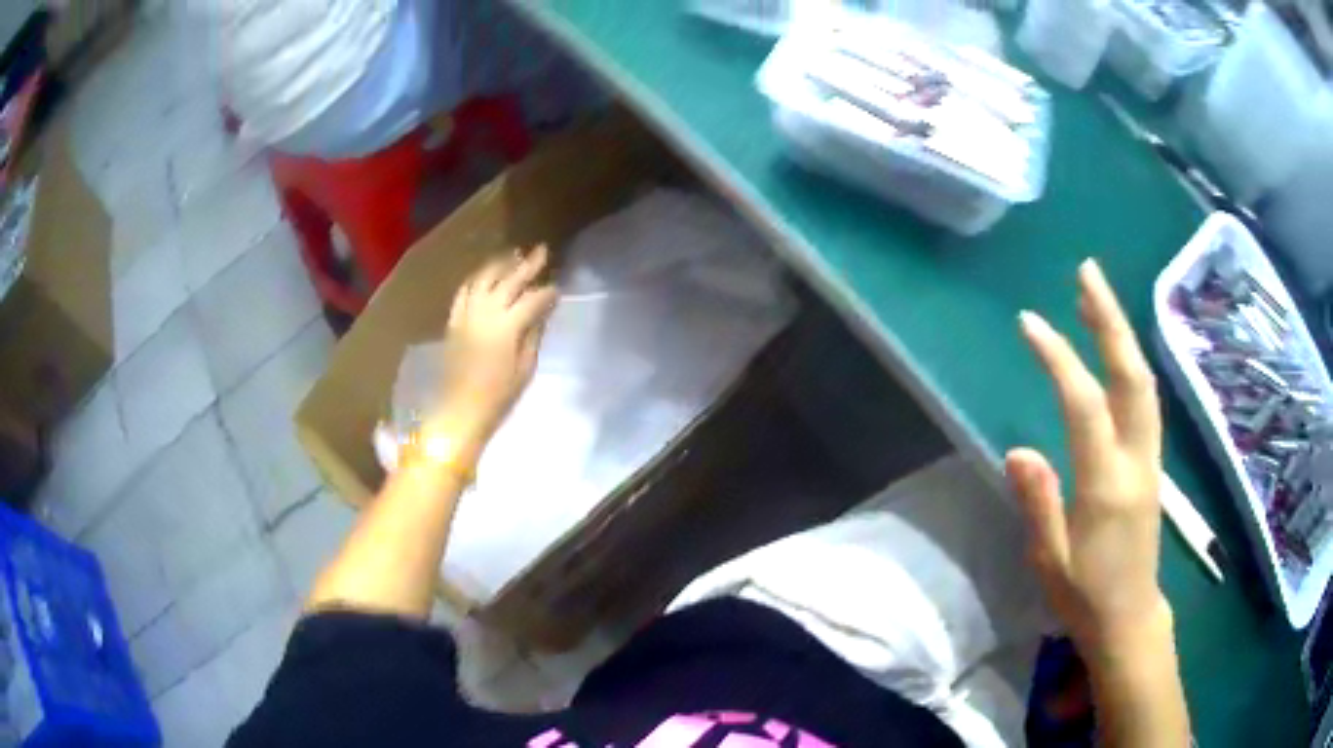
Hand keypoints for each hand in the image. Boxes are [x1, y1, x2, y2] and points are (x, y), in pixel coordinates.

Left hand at [430, 245, 557, 458]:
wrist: (459, 412)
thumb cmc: (497, 397)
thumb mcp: (524, 369)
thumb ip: (533, 336)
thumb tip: (541, 313)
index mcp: (507, 327)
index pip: (532, 299)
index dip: (548, 293)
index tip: (559, 288)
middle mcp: (485, 313)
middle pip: (509, 280)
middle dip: (528, 265)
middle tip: (542, 251)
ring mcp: (466, 314)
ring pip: (484, 278)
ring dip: (501, 264)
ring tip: (514, 254)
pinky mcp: (453, 321)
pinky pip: (464, 291)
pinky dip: (477, 279)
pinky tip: (486, 275)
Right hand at [1006, 259, 1169, 654]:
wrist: (1130, 618)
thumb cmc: (1085, 596)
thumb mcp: (1051, 561)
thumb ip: (1039, 503)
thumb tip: (1018, 449)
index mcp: (1107, 485)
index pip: (1085, 405)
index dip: (1060, 358)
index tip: (1030, 323)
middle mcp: (1137, 460)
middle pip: (1131, 376)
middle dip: (1110, 320)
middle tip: (1086, 273)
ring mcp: (1151, 459)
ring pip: (1143, 383)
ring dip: (1122, 334)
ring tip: (1096, 297)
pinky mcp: (1153, 463)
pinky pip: (1145, 400)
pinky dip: (1129, 362)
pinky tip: (1115, 350)